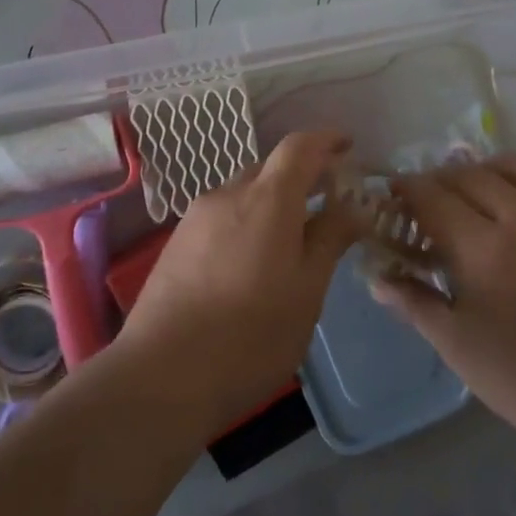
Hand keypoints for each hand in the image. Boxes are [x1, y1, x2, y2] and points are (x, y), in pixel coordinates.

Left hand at [116, 130, 362, 434]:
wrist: (162, 374)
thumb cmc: (251, 335)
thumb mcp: (306, 291)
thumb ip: (330, 240)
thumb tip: (353, 207)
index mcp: (267, 199)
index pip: (299, 147)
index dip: (326, 140)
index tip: (348, 146)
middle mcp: (227, 195)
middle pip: (269, 170)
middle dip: (301, 179)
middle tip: (328, 206)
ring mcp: (195, 218)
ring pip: (243, 195)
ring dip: (271, 206)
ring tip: (291, 244)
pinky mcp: (176, 244)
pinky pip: (221, 218)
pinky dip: (245, 225)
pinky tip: (251, 265)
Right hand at [372, 153, 515, 451]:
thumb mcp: (458, 347)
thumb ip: (415, 303)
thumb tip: (377, 277)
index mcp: (485, 247)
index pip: (433, 196)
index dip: (406, 190)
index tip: (391, 196)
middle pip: (470, 173)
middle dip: (438, 179)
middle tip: (424, 201)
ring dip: (483, 169)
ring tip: (470, 192)